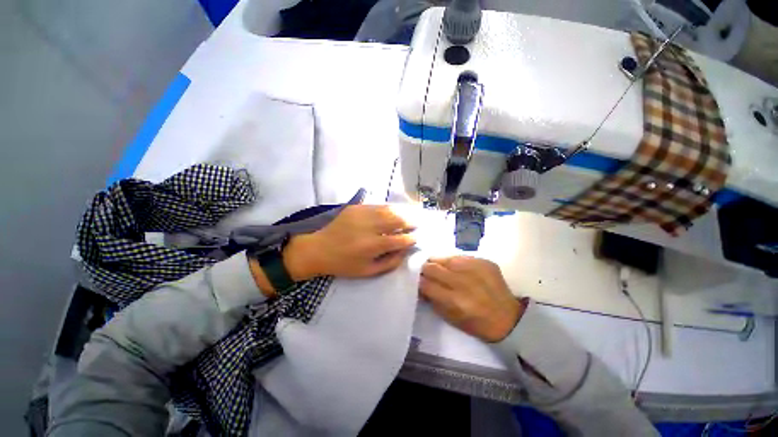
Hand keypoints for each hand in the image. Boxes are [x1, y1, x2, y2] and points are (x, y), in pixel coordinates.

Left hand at [284, 205, 415, 279]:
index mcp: (372, 246)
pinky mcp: (355, 208)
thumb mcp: (367, 272)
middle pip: (397, 220)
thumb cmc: (344, 264)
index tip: (416, 238)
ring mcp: (362, 214)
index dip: (410, 239)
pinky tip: (392, 211)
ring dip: (401, 213)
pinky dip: (388, 209)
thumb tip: (404, 251)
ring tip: (408, 215)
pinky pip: (377, 206)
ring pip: (389, 210)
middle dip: (410, 222)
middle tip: (416, 224)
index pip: (399, 240)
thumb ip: (389, 262)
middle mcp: (369, 227)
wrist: (319, 249)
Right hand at [420, 256, 524, 342]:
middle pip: (432, 267)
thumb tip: (420, 284)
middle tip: (428, 272)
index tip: (418, 280)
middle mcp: (463, 282)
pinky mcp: (484, 261)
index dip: (419, 281)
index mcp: (454, 300)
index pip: (425, 283)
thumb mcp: (450, 318)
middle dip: (426, 269)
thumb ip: (432, 299)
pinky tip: (459, 269)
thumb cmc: (476, 323)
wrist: (508, 317)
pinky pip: (460, 256)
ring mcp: (474, 269)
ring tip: (443, 269)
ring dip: (440, 263)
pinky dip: (455, 262)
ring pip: (444, 258)